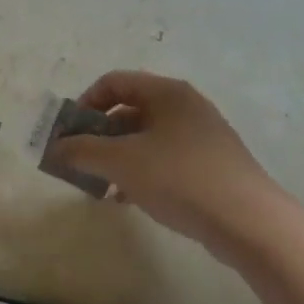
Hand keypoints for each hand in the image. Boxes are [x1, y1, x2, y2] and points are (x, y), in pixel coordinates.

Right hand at [51, 71, 279, 260]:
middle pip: (128, 110)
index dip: (84, 104)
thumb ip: (81, 150)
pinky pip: (163, 160)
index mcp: (166, 93)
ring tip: (101, 187)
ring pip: (145, 138)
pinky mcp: (209, 165)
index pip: (113, 82)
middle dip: (98, 136)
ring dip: (117, 158)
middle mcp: (185, 107)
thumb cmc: (179, 178)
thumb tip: (55, 148)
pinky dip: (140, 173)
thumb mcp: (121, 162)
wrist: (248, 221)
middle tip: (80, 163)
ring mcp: (200, 136)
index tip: (69, 134)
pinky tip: (127, 199)